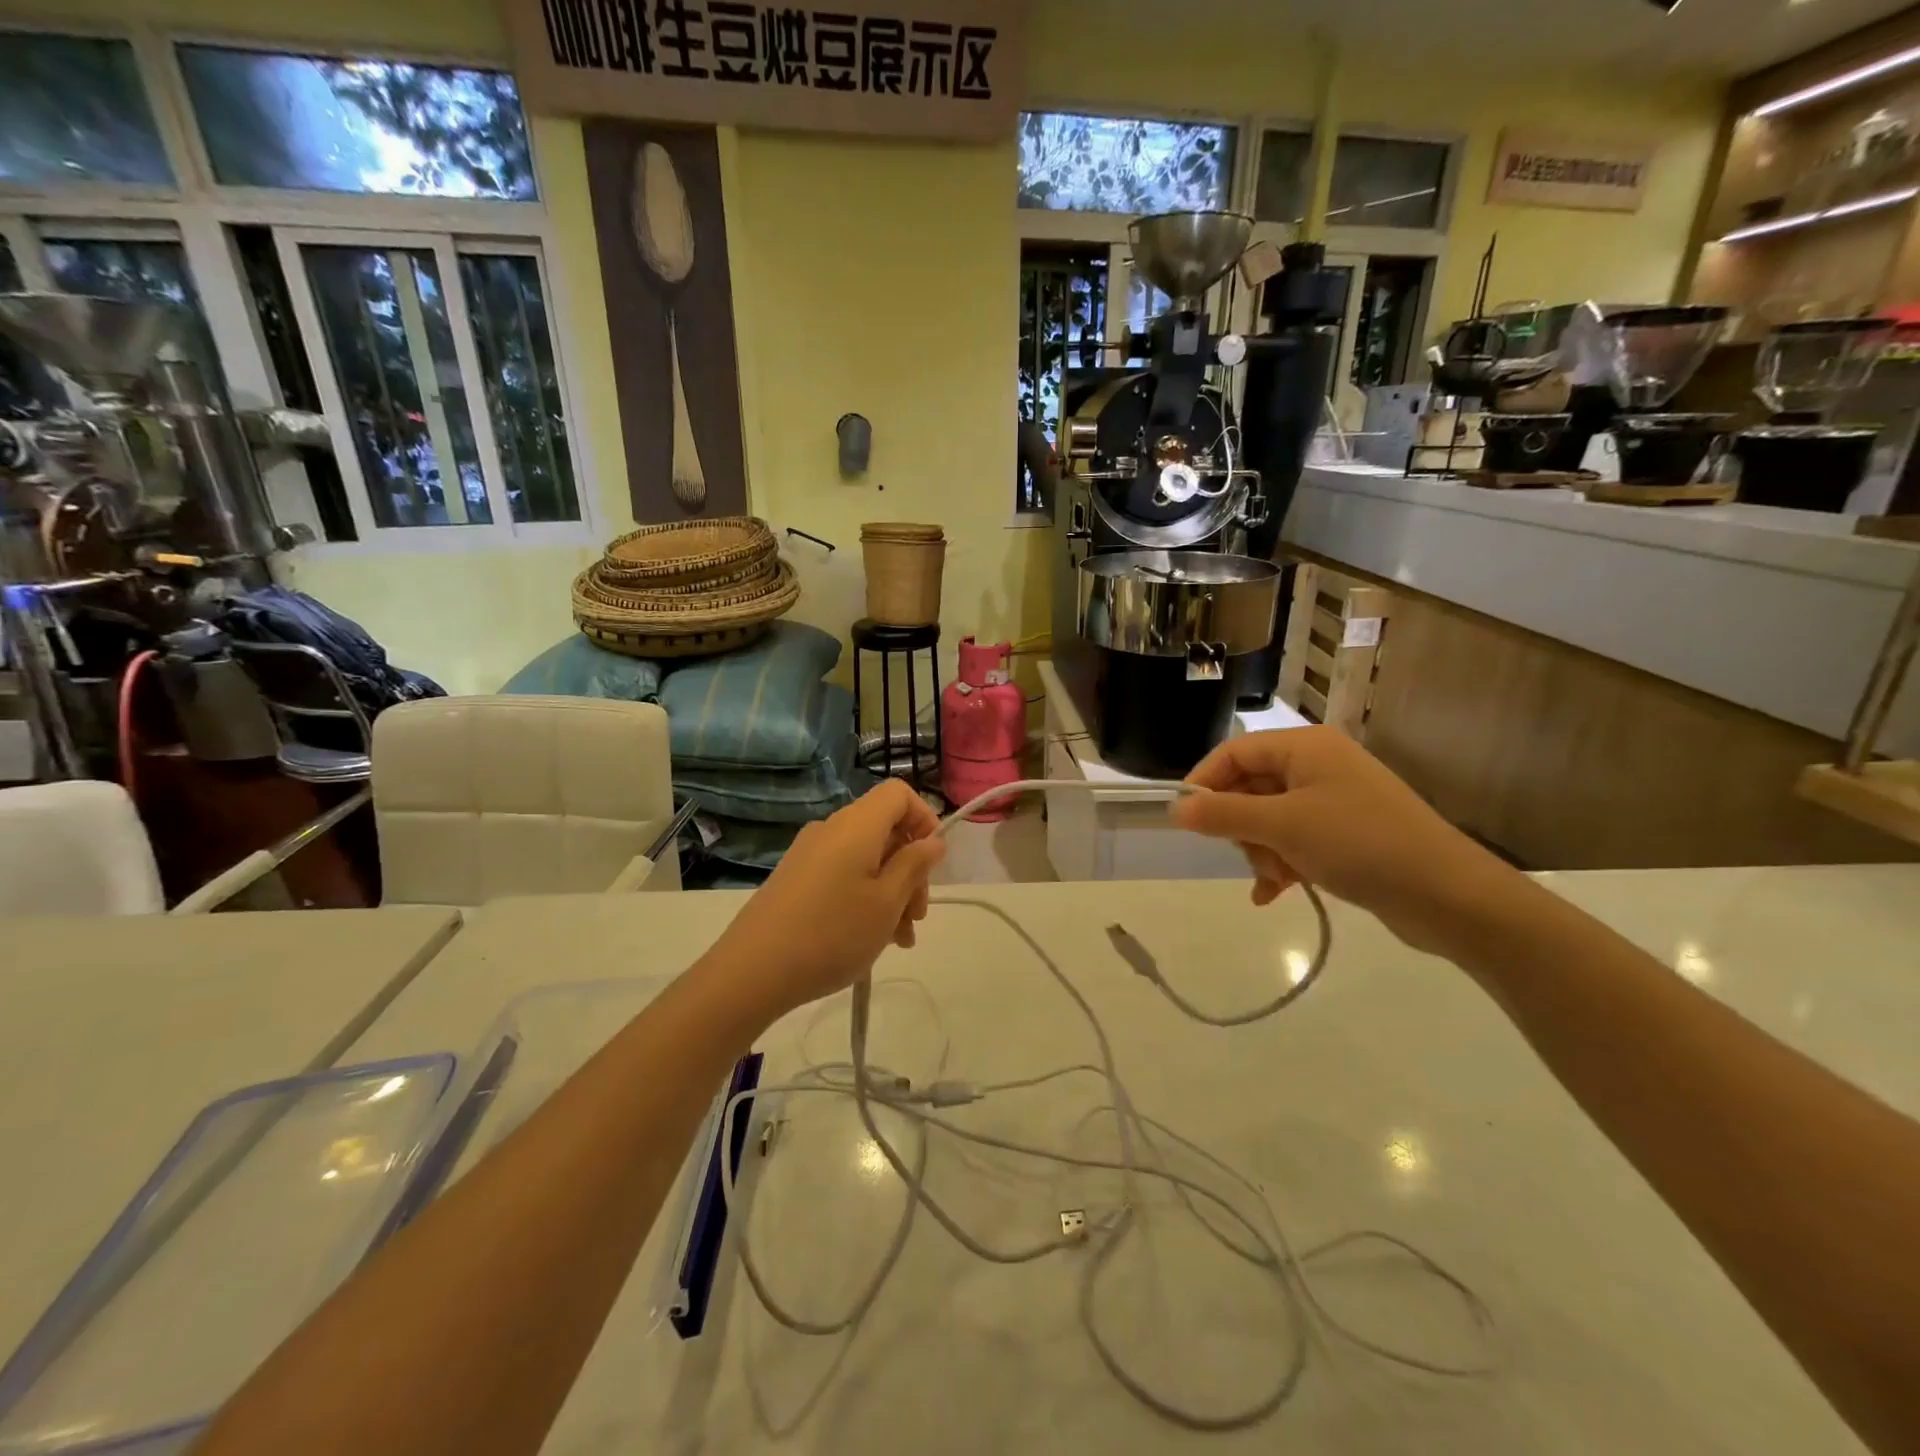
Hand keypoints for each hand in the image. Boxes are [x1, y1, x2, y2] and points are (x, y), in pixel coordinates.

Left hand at [706, 779, 946, 1019]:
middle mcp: (831, 829)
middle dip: (910, 869)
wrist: (752, 971)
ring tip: (899, 939)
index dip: (925, 818)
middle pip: (885, 830)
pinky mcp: (795, 878)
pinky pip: (843, 874)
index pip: (898, 793)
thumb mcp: (887, 902)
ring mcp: (809, 854)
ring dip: (891, 891)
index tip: (933, 862)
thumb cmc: (832, 933)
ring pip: (866, 858)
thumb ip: (915, 865)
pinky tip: (871, 937)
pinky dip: (864, 897)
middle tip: (917, 916)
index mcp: (856, 825)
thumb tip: (932, 840)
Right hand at [1168, 727, 1516, 954]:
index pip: (1234, 752)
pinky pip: (1296, 839)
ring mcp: (1335, 799)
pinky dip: (1282, 862)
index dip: (1205, 783)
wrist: (1448, 895)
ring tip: (1276, 881)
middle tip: (1247, 856)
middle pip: (1251, 786)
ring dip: (1263, 851)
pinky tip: (1274, 894)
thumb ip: (1223, 814)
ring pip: (1271, 818)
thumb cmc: (1359, 844)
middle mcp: (1319, 765)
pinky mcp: (1348, 832)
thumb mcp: (1282, 827)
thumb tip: (1175, 808)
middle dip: (1241, 826)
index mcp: (1305, 747)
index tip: (1185, 821)